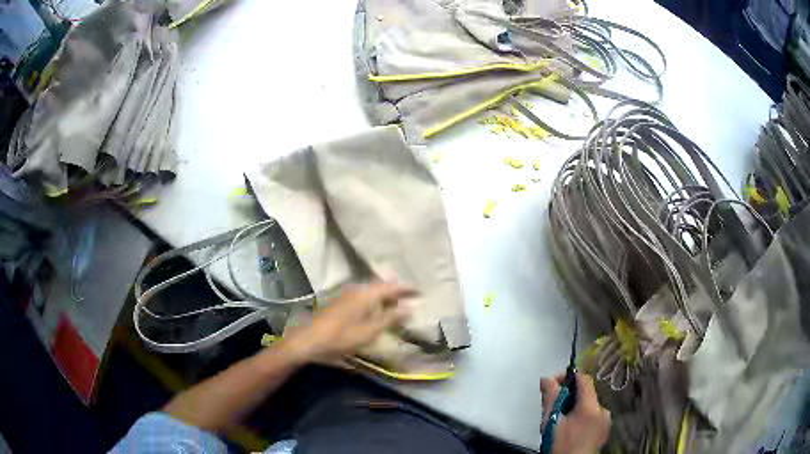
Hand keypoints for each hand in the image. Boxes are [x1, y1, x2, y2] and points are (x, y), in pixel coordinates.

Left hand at [281, 281, 414, 363]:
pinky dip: (374, 301)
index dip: (407, 288)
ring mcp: (347, 295)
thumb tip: (410, 307)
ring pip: (371, 291)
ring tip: (397, 304)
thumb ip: (391, 318)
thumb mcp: (369, 331)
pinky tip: (376, 311)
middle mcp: (357, 289)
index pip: (392, 286)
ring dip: (385, 296)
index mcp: (366, 294)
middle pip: (381, 286)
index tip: (421, 291)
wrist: (308, 341)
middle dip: (396, 291)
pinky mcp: (340, 303)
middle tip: (410, 297)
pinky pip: (363, 296)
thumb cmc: (340, 337)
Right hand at [540, 373, 610, 453]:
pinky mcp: (605, 429)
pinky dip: (583, 416)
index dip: (568, 377)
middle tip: (553, 407)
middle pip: (586, 393)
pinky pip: (594, 415)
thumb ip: (550, 399)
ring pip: (589, 405)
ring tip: (560, 420)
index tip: (553, 385)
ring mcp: (606, 420)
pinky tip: (571, 428)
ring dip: (575, 407)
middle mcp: (603, 410)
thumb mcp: (550, 423)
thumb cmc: (560, 445)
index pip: (584, 379)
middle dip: (569, 396)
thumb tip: (547, 379)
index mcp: (591, 407)